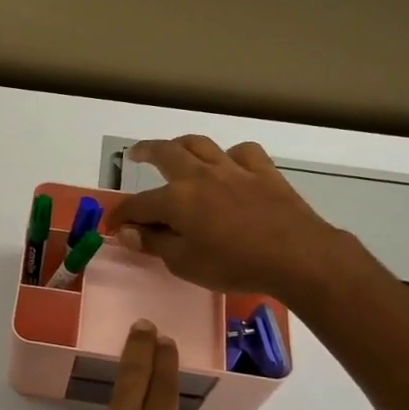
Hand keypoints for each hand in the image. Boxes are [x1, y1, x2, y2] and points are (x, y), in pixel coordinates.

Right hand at [102, 136, 342, 300]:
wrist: (297, 256)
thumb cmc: (234, 265)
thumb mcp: (185, 264)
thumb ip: (155, 245)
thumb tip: (128, 233)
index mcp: (176, 199)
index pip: (137, 204)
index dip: (120, 215)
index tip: (112, 226)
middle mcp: (200, 175)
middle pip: (166, 153)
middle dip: (145, 151)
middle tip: (135, 153)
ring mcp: (233, 169)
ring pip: (201, 144)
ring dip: (183, 144)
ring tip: (176, 149)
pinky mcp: (264, 172)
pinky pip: (243, 153)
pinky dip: (231, 156)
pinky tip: (230, 164)